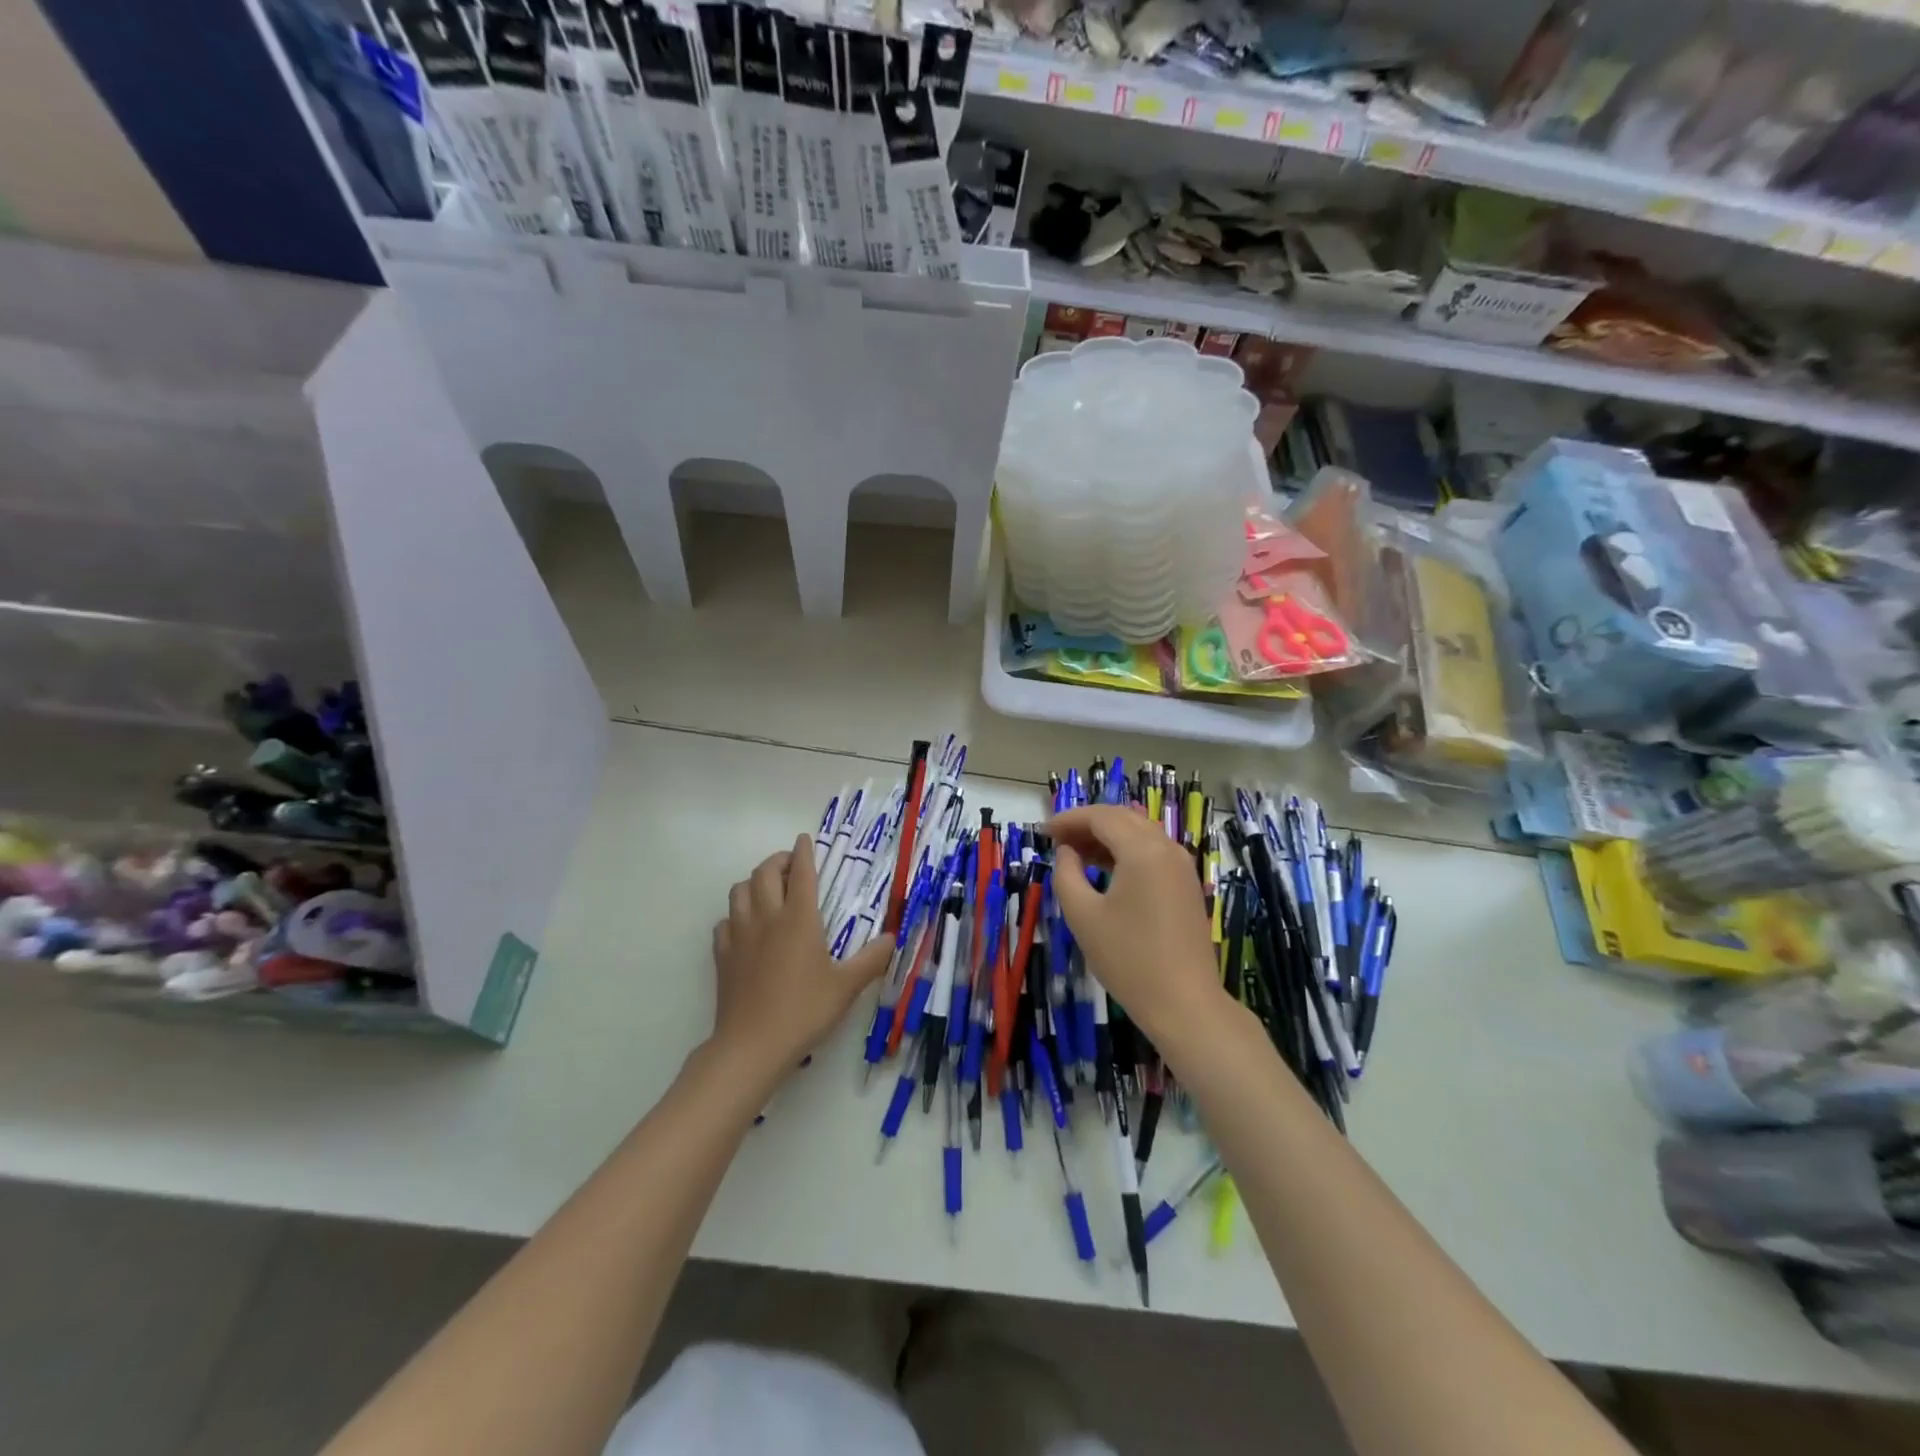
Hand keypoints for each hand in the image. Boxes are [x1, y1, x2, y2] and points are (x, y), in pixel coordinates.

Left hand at [709, 835, 890, 1082]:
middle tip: (790, 866)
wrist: (752, 1046)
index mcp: (799, 918)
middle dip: (777, 861)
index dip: (804, 852)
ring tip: (768, 891)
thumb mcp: (846, 987)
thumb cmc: (804, 1010)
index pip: (800, 872)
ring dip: (753, 882)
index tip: (806, 839)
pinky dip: (735, 915)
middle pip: (764, 872)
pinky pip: (725, 921)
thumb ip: (871, 959)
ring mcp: (739, 934)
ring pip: (739, 890)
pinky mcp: (722, 955)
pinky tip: (746, 928)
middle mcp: (766, 917)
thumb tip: (892, 938)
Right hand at [1045, 806, 1227, 1051]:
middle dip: (1087, 824)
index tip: (1043, 833)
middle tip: (1057, 840)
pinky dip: (1126, 852)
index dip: (1069, 820)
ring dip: (1107, 837)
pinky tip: (1105, 869)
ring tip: (1076, 854)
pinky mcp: (1187, 886)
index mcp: (1143, 850)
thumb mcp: (1083, 916)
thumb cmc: (1128, 959)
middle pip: (1123, 819)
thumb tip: (1067, 852)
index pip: (1101, 817)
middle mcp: (1167, 848)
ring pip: (1140, 834)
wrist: (1184, 1004)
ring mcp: (1182, 867)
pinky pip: (1153, 853)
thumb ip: (1066, 874)